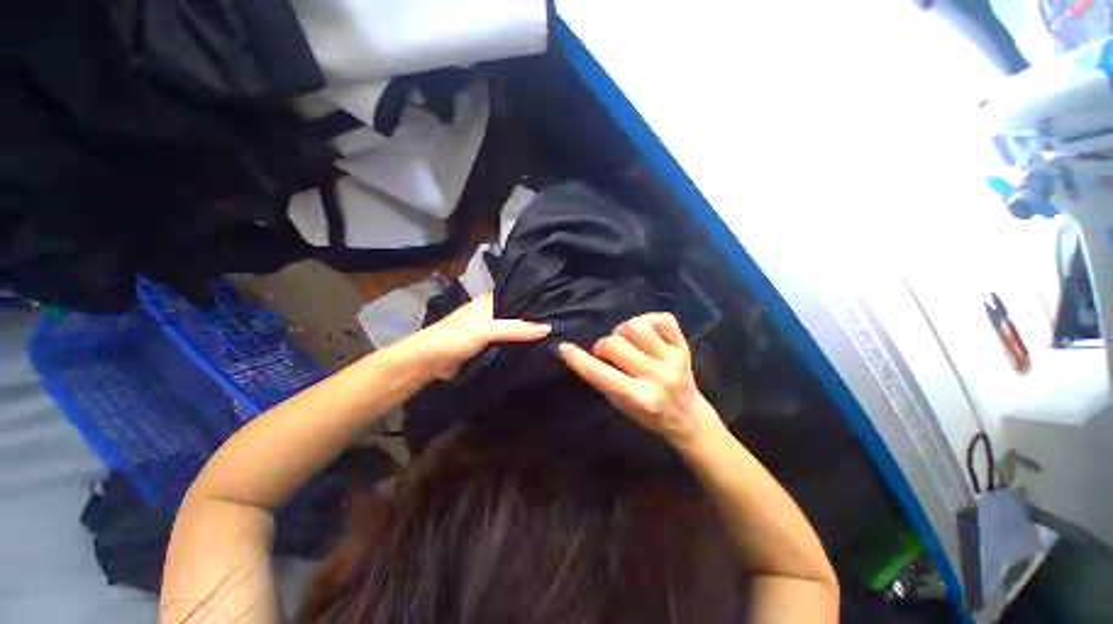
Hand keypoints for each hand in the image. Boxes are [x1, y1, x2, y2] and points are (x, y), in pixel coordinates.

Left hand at [407, 294, 549, 379]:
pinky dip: (521, 346)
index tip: (561, 304)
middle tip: (564, 322)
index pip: (519, 295)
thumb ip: (516, 329)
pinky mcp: (490, 346)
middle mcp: (493, 312)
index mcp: (490, 301)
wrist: (428, 362)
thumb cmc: (454, 338)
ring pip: (515, 330)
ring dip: (530, 334)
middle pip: (519, 314)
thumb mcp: (486, 330)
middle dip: (536, 319)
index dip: (537, 299)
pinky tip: (539, 348)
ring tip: (557, 335)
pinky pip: (510, 344)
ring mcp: (491, 330)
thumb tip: (548, 328)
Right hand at [558, 312, 722, 447]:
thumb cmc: (648, 415)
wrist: (688, 418)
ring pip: (636, 325)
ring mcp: (673, 359)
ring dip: (623, 331)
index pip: (600, 374)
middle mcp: (657, 377)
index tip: (564, 348)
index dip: (578, 359)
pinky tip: (645, 333)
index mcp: (639, 398)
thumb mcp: (620, 405)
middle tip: (608, 355)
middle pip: (615, 344)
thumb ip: (602, 380)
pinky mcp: (684, 346)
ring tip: (626, 341)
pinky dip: (648, 321)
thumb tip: (583, 354)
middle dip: (603, 346)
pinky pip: (662, 319)